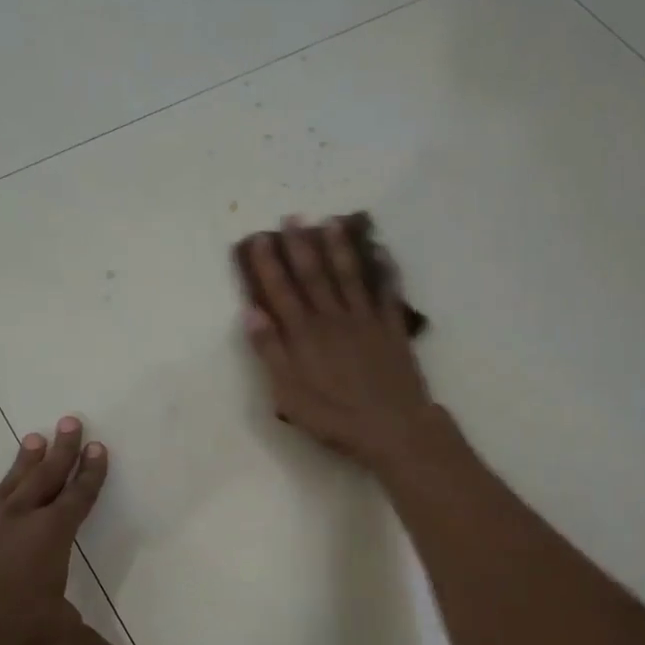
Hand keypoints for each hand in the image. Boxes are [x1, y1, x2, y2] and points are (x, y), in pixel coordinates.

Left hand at [0, 416, 130, 644]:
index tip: (98, 448)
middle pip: (46, 475)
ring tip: (32, 438)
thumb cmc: (10, 624)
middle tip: (70, 420)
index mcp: (52, 533)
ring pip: (11, 483)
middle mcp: (20, 518)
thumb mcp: (56, 636)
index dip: (90, 473)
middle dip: (62, 450)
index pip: (78, 496)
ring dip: (25, 461)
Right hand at [236, 217, 435, 470]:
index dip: (268, 263)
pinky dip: (384, 269)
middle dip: (301, 244)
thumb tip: (251, 311)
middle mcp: (333, 318)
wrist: (392, 428)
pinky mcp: (392, 328)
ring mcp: (366, 320)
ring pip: (350, 275)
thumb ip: (270, 351)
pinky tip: (380, 251)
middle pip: (314, 274)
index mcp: (304, 334)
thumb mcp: (289, 393)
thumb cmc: (334, 417)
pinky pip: (387, 291)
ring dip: (339, 247)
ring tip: (331, 222)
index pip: (281, 290)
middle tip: (292, 217)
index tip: (258, 238)